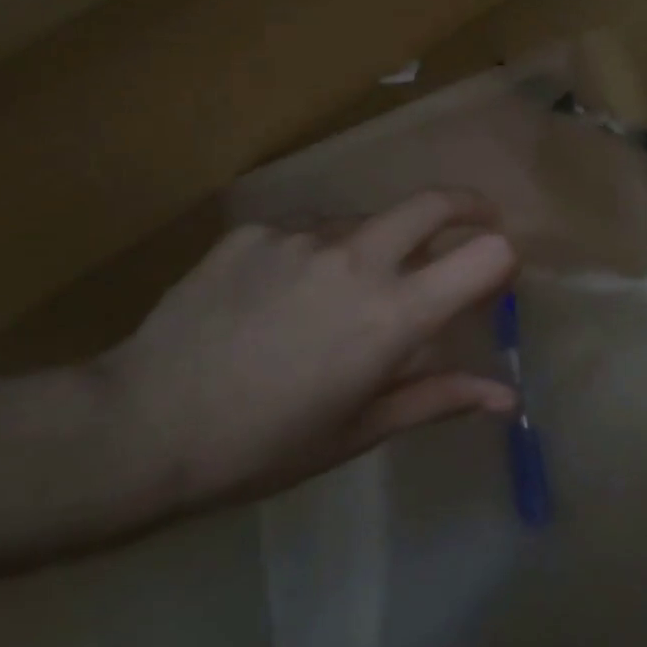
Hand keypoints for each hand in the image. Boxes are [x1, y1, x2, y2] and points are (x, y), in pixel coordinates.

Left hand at [97, 190, 518, 509]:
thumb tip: (507, 397)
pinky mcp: (254, 230)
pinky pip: (309, 229)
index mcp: (393, 315)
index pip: (485, 254)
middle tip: (474, 224)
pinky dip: (320, 251)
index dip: (501, 259)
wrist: (139, 426)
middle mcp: (356, 258)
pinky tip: (284, 294)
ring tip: (346, 291)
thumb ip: (439, 398)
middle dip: (469, 207)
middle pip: (435, 201)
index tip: (495, 277)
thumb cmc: (263, 446)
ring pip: (367, 219)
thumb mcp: (360, 429)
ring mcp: (300, 235)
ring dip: (381, 242)